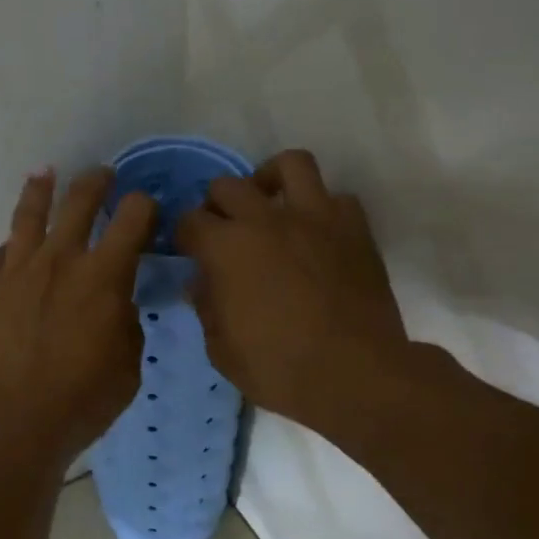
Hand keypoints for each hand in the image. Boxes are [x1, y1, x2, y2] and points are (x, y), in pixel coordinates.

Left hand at [0, 168, 157, 465]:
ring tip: (44, 174)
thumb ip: (124, 323)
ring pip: (29, 216)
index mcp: (104, 275)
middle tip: (102, 174)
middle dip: (96, 182)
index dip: (143, 206)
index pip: (133, 219)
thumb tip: (116, 304)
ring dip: (40, 190)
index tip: (145, 207)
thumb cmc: (81, 399)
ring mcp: (16, 271)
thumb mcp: (127, 365)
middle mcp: (60, 259)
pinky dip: (11, 248)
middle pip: (79, 202)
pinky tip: (12, 247)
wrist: (10, 418)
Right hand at [175, 150, 412, 427]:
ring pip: (290, 164)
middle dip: (217, 206)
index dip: (184, 236)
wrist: (355, 374)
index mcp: (225, 247)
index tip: (189, 252)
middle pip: (228, 186)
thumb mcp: (221, 349)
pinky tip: (315, 233)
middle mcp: (266, 219)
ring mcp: (314, 217)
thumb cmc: (278, 368)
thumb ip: (206, 307)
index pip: (189, 221)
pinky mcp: (354, 228)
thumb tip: (201, 282)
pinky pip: (336, 198)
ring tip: (269, 203)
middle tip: (223, 231)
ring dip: (271, 179)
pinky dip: (321, 208)